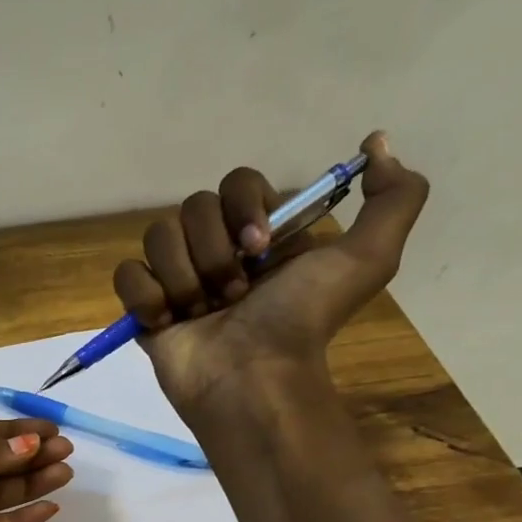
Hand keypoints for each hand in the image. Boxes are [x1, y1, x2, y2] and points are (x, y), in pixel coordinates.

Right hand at [113, 131, 428, 423]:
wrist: (252, 377)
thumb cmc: (301, 321)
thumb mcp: (368, 259)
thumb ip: (394, 198)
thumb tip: (376, 144)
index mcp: (260, 233)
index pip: (235, 183)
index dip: (243, 207)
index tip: (260, 246)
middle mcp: (216, 250)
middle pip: (192, 208)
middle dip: (213, 251)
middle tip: (233, 294)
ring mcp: (177, 280)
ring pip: (158, 237)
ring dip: (183, 277)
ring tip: (202, 315)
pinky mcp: (144, 309)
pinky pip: (127, 275)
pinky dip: (145, 296)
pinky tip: (167, 321)